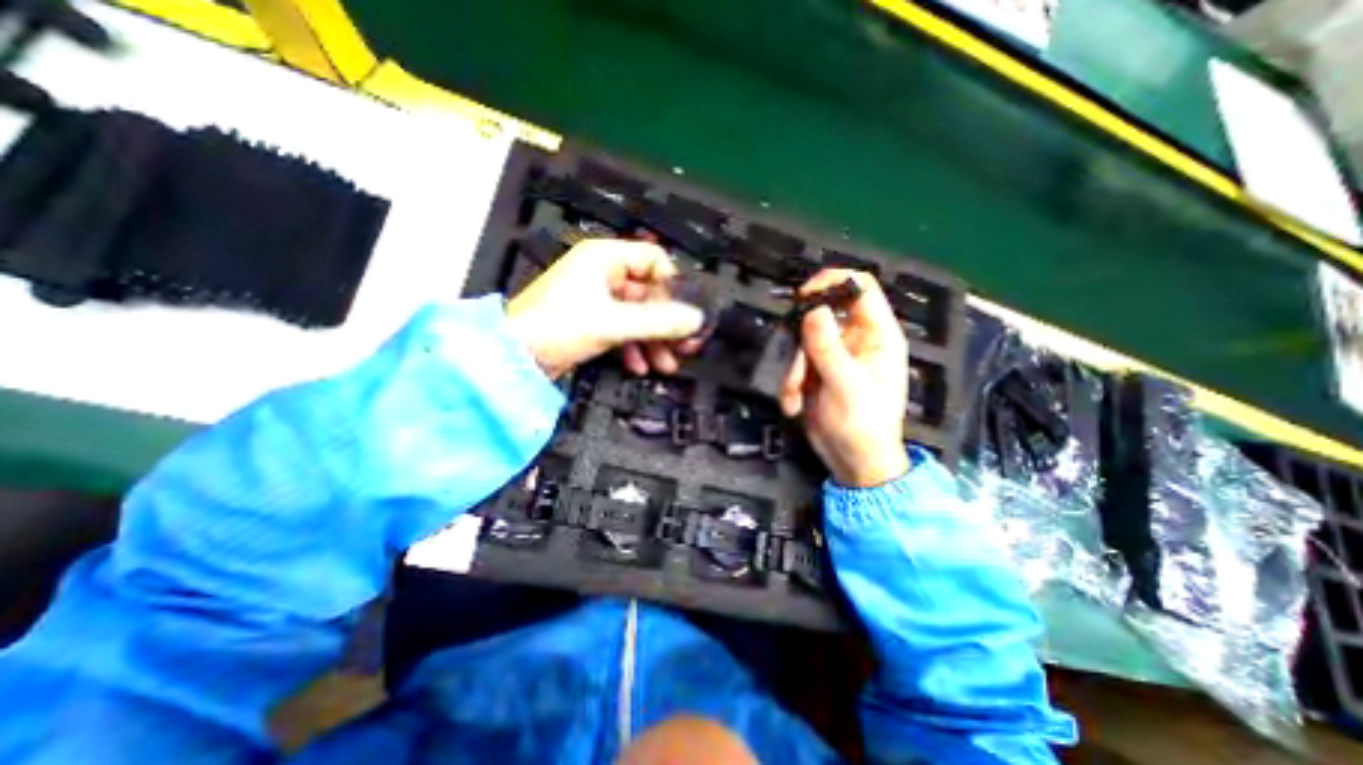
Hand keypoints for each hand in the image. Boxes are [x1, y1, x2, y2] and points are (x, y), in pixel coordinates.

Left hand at [509, 240, 706, 380]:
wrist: (513, 358)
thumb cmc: (559, 327)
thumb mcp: (615, 323)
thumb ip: (660, 321)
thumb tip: (696, 320)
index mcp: (605, 258)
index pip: (654, 260)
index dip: (673, 286)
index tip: (685, 313)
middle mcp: (602, 273)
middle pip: (648, 293)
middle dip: (666, 323)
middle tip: (684, 347)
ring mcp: (595, 298)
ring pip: (637, 315)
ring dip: (653, 340)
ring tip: (666, 365)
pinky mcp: (590, 320)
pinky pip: (622, 329)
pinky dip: (633, 347)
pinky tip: (640, 367)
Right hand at [783, 271, 907, 486]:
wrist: (852, 462)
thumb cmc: (862, 425)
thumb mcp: (846, 385)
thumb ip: (828, 347)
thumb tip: (813, 309)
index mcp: (878, 335)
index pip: (861, 288)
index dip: (833, 281)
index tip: (804, 296)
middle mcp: (855, 339)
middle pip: (822, 315)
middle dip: (802, 342)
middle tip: (797, 366)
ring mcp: (833, 355)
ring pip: (801, 341)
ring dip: (792, 369)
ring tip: (795, 396)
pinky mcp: (814, 371)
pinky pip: (793, 362)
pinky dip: (789, 382)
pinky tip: (793, 404)